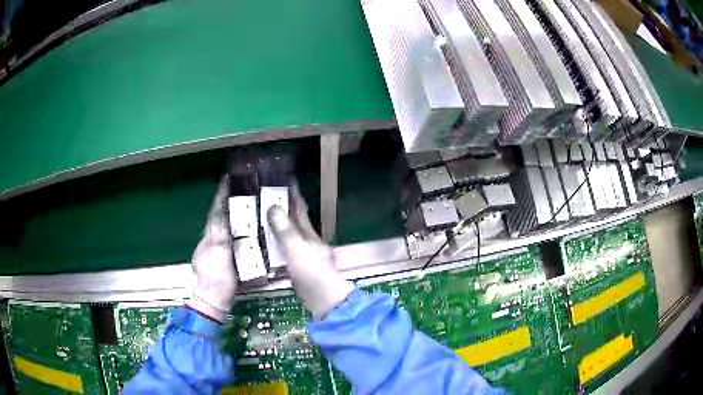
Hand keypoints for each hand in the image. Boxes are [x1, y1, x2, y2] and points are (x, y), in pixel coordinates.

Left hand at [187, 178, 236, 321]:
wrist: (210, 299)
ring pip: (217, 223)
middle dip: (223, 199)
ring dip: (224, 210)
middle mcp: (208, 239)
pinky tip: (232, 225)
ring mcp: (209, 247)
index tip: (227, 178)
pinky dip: (225, 224)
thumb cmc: (219, 282)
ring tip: (236, 200)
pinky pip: (219, 233)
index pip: (217, 211)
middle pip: (215, 215)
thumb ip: (223, 239)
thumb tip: (224, 218)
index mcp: (212, 238)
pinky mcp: (213, 255)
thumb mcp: (223, 259)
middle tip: (235, 186)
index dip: (221, 195)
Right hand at [267, 189, 353, 319]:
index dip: (291, 194)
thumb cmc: (312, 273)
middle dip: (282, 208)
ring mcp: (305, 253)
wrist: (324, 301)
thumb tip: (274, 207)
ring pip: (289, 233)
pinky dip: (277, 242)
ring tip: (261, 217)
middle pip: (294, 220)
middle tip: (263, 198)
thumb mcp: (297, 250)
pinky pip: (286, 248)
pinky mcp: (300, 266)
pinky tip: (267, 243)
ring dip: (278, 224)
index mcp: (309, 233)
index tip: (282, 180)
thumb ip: (285, 231)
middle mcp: (308, 240)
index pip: (299, 208)